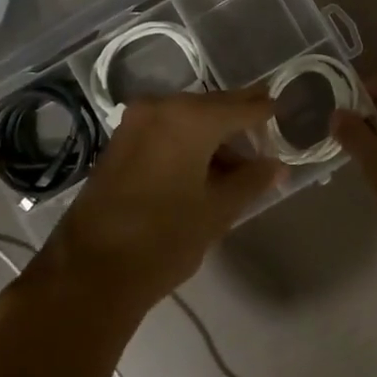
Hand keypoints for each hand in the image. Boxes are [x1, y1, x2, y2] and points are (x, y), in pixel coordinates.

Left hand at [15, 88, 282, 326]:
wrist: (91, 270)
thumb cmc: (165, 238)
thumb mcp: (218, 211)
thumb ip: (251, 181)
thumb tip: (276, 166)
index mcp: (189, 117)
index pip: (241, 106)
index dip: (266, 112)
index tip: (285, 114)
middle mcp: (160, 108)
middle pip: (211, 108)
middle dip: (238, 124)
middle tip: (265, 141)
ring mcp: (134, 124)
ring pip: (186, 120)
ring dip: (213, 138)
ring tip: (238, 168)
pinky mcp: (119, 143)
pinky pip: (164, 132)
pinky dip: (187, 144)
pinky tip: (204, 170)